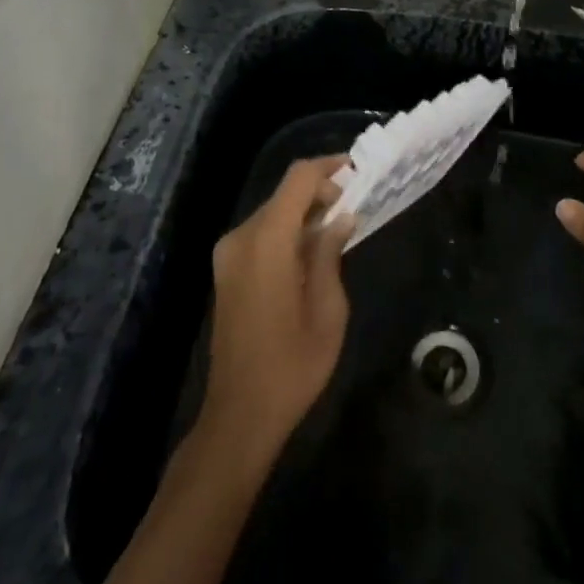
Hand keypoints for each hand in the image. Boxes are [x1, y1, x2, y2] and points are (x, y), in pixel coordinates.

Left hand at [198, 156, 354, 463]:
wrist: (239, 415)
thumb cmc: (292, 366)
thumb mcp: (328, 309)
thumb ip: (331, 254)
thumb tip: (341, 219)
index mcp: (267, 241)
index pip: (298, 179)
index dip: (328, 168)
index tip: (358, 172)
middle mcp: (241, 237)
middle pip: (284, 194)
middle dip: (320, 192)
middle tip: (355, 205)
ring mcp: (228, 254)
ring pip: (272, 213)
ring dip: (304, 213)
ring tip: (339, 228)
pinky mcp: (226, 271)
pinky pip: (261, 234)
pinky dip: (287, 231)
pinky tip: (312, 252)